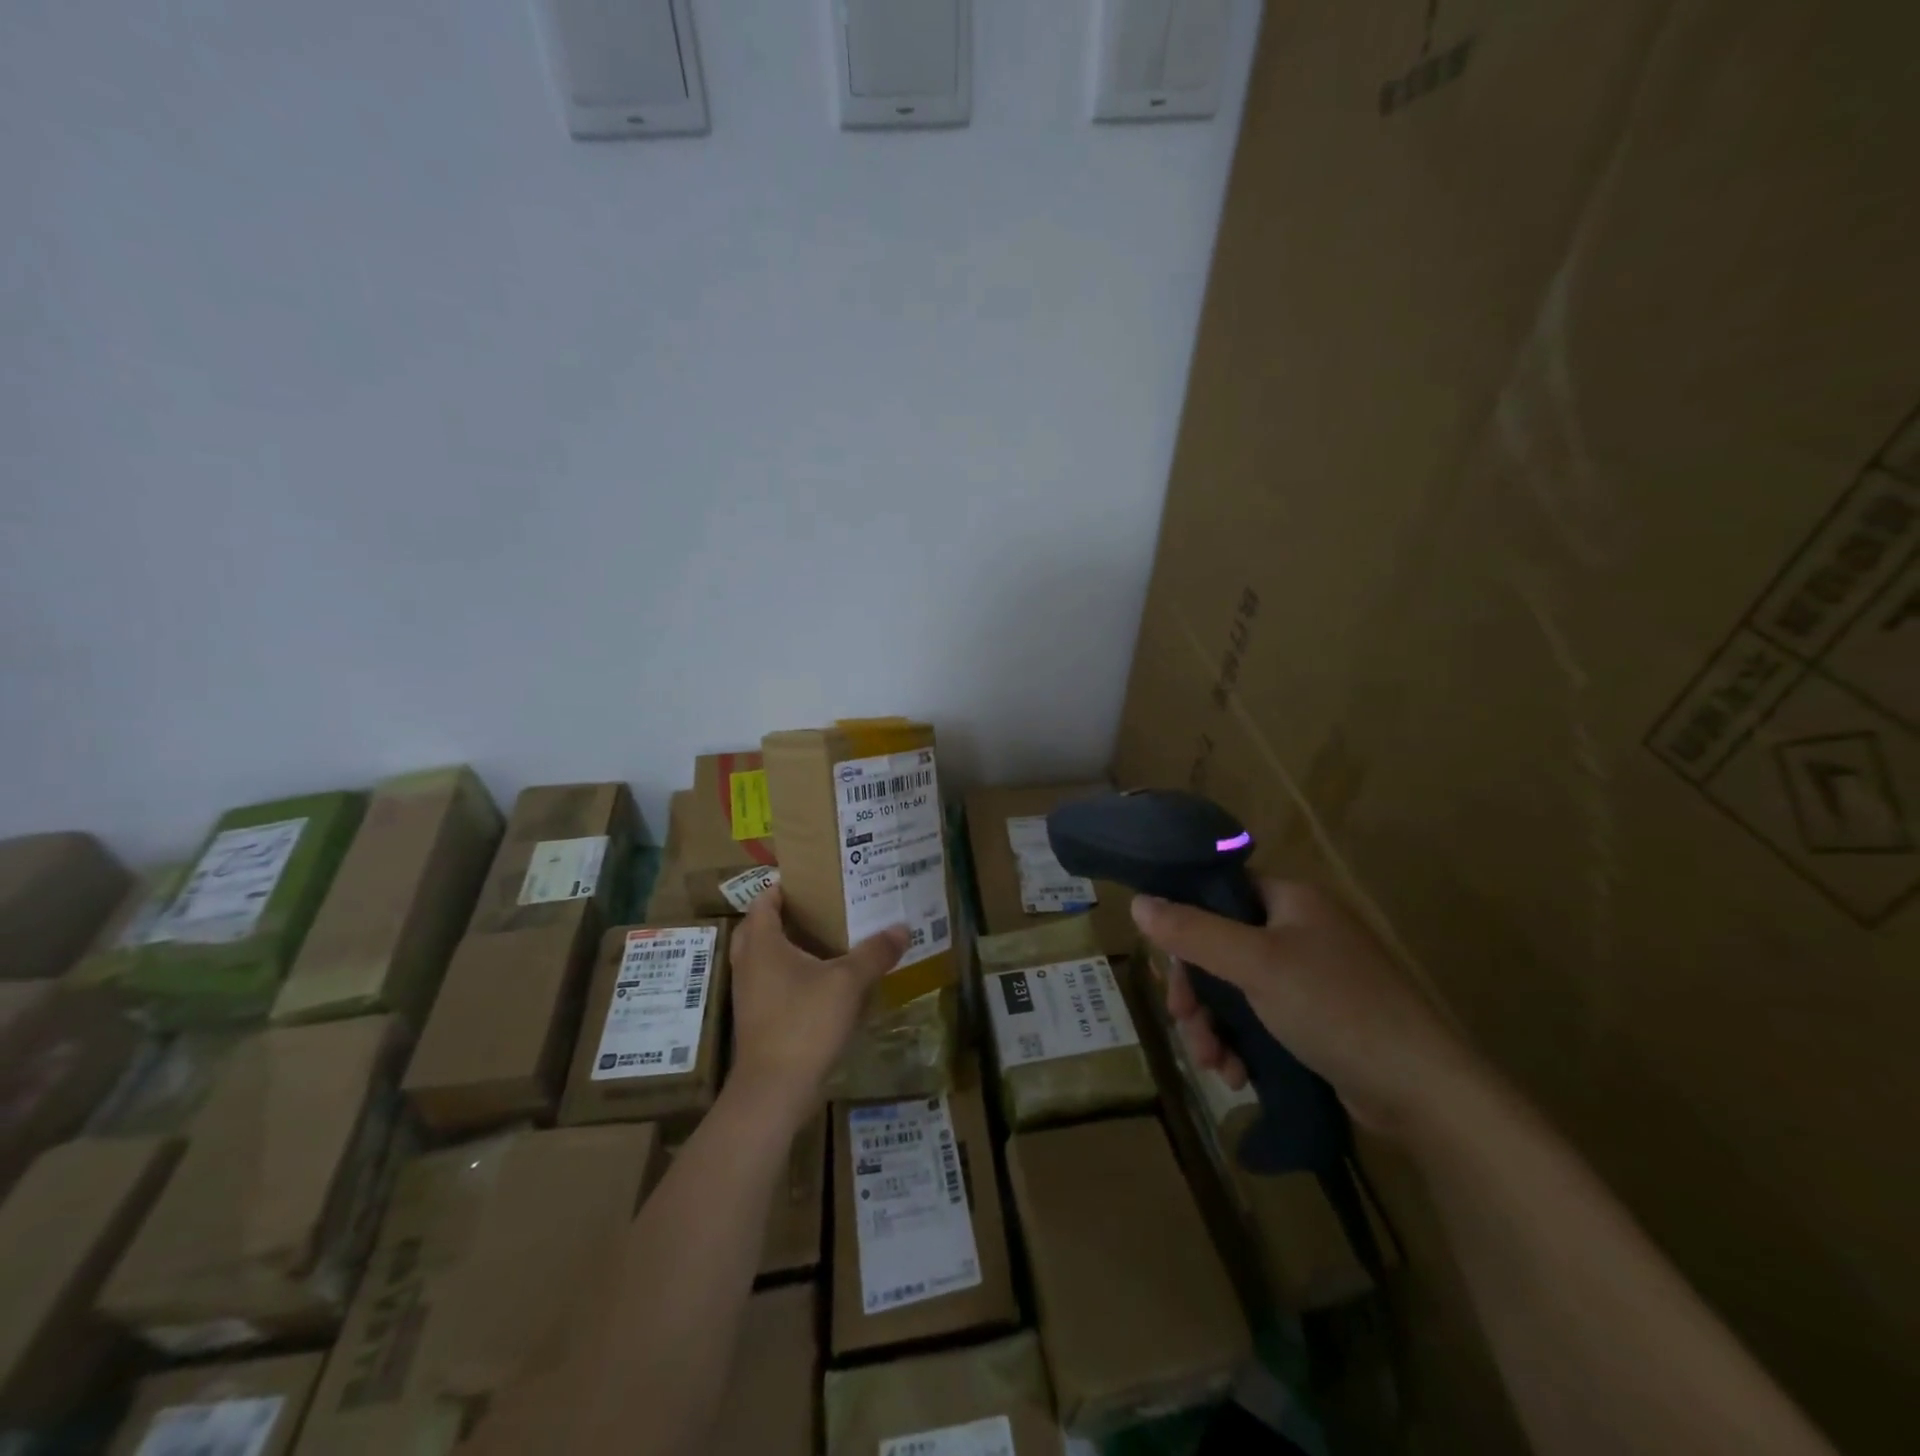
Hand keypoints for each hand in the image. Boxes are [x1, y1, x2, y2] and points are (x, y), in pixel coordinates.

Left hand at [728, 887, 907, 1120]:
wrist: (774, 1090)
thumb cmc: (805, 1023)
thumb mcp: (848, 983)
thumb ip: (875, 952)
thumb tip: (903, 927)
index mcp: (762, 943)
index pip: (765, 901)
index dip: (785, 887)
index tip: (814, 881)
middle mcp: (748, 963)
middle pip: (759, 928)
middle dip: (785, 916)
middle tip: (820, 910)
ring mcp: (748, 994)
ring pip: (764, 958)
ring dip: (787, 947)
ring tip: (825, 942)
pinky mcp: (757, 1019)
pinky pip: (770, 983)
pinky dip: (790, 975)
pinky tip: (822, 983)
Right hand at [1133, 879, 1478, 1136]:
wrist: (1424, 1092)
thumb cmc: (1336, 1008)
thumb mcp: (1255, 964)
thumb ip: (1193, 931)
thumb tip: (1137, 902)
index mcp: (1291, 901)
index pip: (1219, 894)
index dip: (1185, 925)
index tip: (1169, 966)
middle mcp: (1300, 931)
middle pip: (1221, 947)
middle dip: (1198, 991)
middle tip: (1185, 1024)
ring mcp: (1311, 978)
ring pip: (1236, 989)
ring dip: (1214, 1026)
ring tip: (1213, 1064)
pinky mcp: (1317, 1020)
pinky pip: (1260, 1019)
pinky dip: (1241, 1044)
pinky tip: (1237, 1075)